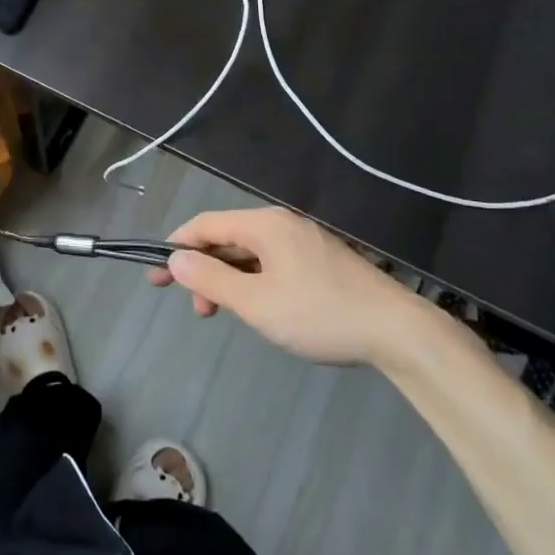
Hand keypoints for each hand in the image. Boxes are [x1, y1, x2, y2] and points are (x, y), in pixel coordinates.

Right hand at [150, 207, 455, 369]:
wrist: (398, 331)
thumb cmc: (320, 314)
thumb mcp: (257, 303)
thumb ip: (212, 280)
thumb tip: (176, 260)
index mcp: (263, 225)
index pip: (205, 225)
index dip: (176, 247)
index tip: (155, 275)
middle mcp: (281, 223)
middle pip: (227, 238)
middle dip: (203, 270)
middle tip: (195, 309)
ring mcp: (304, 240)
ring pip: (250, 253)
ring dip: (228, 280)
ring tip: (224, 314)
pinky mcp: (321, 260)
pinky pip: (272, 261)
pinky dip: (253, 281)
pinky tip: (258, 307)